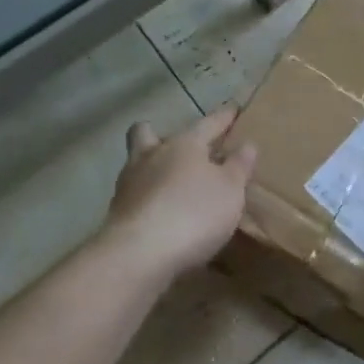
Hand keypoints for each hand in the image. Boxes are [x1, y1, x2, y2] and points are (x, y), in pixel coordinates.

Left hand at [101, 107, 256, 277]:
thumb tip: (247, 144)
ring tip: (170, 186)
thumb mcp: (231, 190)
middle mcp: (151, 156)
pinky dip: (147, 200)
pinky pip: (134, 197)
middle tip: (179, 149)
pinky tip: (161, 216)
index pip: (208, 123)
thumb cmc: (194, 212)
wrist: (139, 255)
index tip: (232, 109)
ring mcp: (128, 185)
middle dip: (161, 136)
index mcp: (183, 144)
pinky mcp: (116, 214)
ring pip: (136, 164)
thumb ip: (239, 166)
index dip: (223, 117)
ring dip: (151, 170)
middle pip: (147, 133)